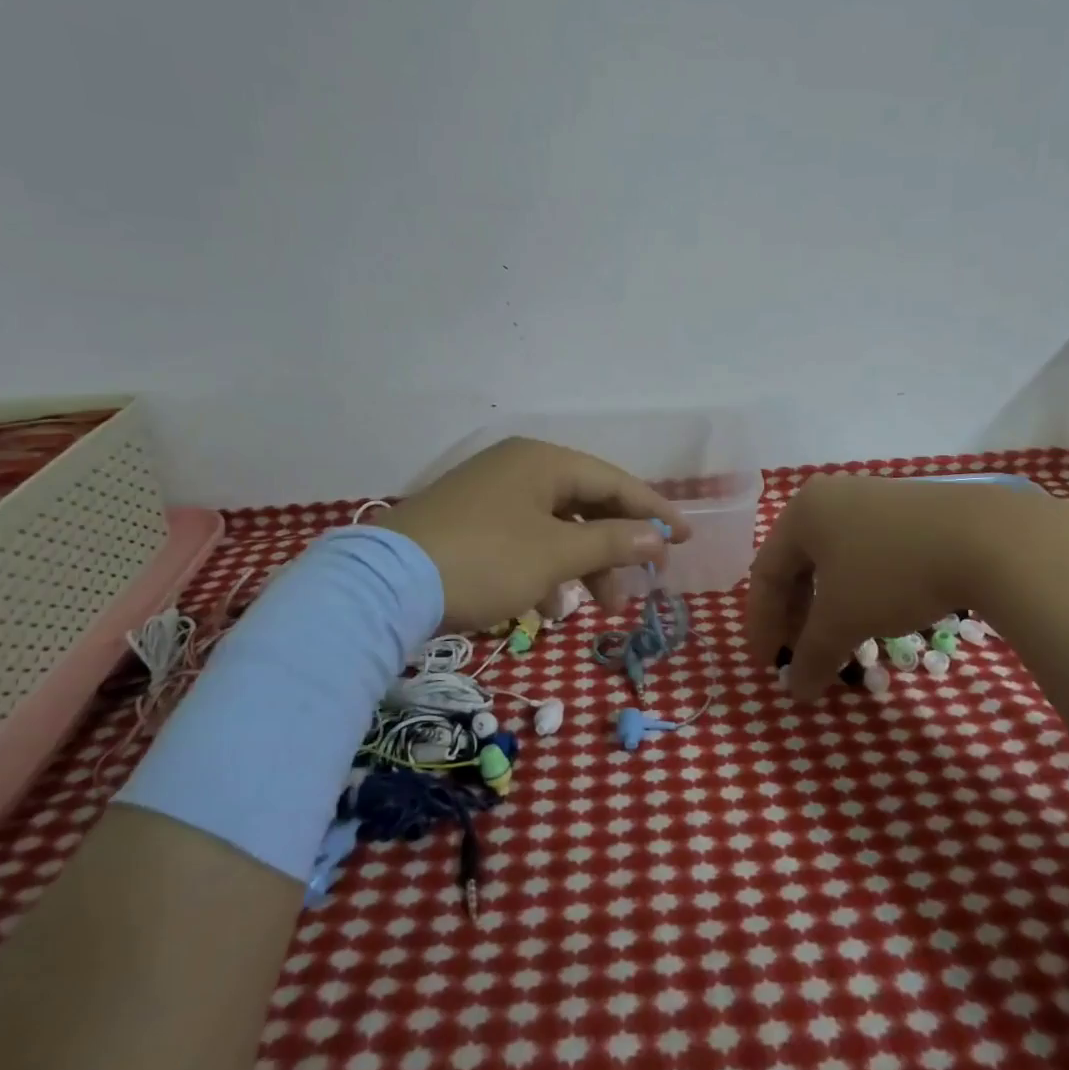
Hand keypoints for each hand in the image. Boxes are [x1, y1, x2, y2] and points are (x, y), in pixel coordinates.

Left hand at [373, 438, 689, 630]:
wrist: (383, 587)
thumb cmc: (485, 560)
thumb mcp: (555, 554)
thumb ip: (611, 542)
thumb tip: (657, 537)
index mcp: (543, 461)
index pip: (613, 482)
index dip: (653, 512)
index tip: (685, 540)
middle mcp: (518, 468)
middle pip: (585, 506)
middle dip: (613, 549)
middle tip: (636, 587)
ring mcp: (489, 494)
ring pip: (554, 527)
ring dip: (580, 566)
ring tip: (594, 608)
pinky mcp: (467, 523)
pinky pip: (523, 540)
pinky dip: (543, 570)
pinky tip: (544, 608)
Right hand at [745, 474, 1061, 699]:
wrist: (986, 538)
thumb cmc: (893, 573)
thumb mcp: (844, 620)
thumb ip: (812, 655)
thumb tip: (796, 691)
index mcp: (802, 513)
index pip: (765, 572)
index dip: (762, 623)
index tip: (767, 665)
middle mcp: (830, 498)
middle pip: (797, 564)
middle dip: (795, 616)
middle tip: (798, 655)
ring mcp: (871, 499)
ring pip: (833, 560)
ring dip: (827, 605)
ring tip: (837, 641)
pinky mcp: (908, 510)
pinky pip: (865, 553)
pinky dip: (858, 589)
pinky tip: (874, 614)